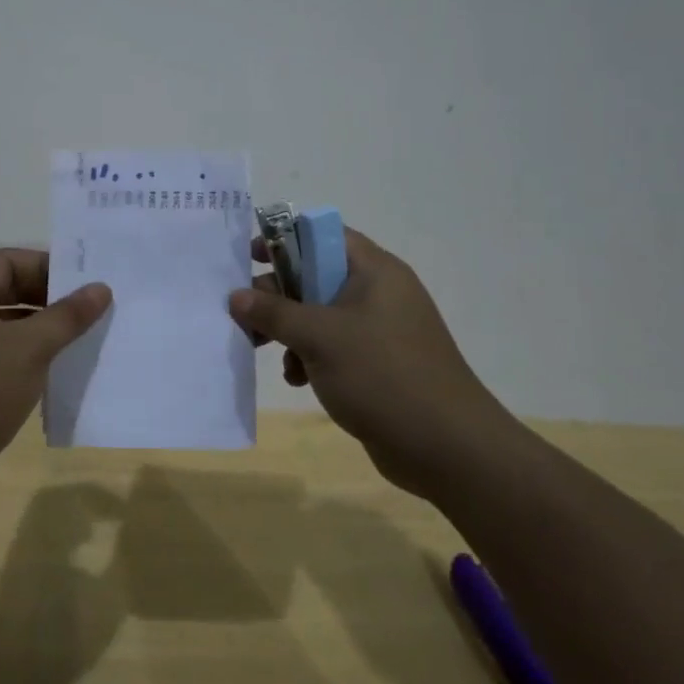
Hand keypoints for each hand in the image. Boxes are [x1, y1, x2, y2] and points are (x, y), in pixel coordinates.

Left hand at [0, 250, 110, 513]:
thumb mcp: (29, 348)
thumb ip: (67, 316)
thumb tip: (100, 288)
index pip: (6, 262)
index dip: (45, 265)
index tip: (83, 281)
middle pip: (8, 294)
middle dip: (49, 300)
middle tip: (92, 310)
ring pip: (9, 332)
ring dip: (44, 334)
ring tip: (86, 341)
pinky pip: (5, 364)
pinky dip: (32, 364)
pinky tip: (62, 376)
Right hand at [229, 227, 513, 497]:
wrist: (448, 448)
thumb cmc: (382, 375)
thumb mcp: (319, 337)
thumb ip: (274, 312)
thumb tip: (236, 296)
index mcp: (374, 271)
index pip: (323, 235)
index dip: (284, 239)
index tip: (250, 257)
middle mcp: (379, 293)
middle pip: (316, 275)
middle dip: (277, 294)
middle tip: (245, 313)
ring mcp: (380, 330)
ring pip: (320, 315)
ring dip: (289, 330)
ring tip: (261, 349)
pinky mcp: (378, 364)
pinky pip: (333, 347)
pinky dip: (310, 357)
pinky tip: (297, 379)